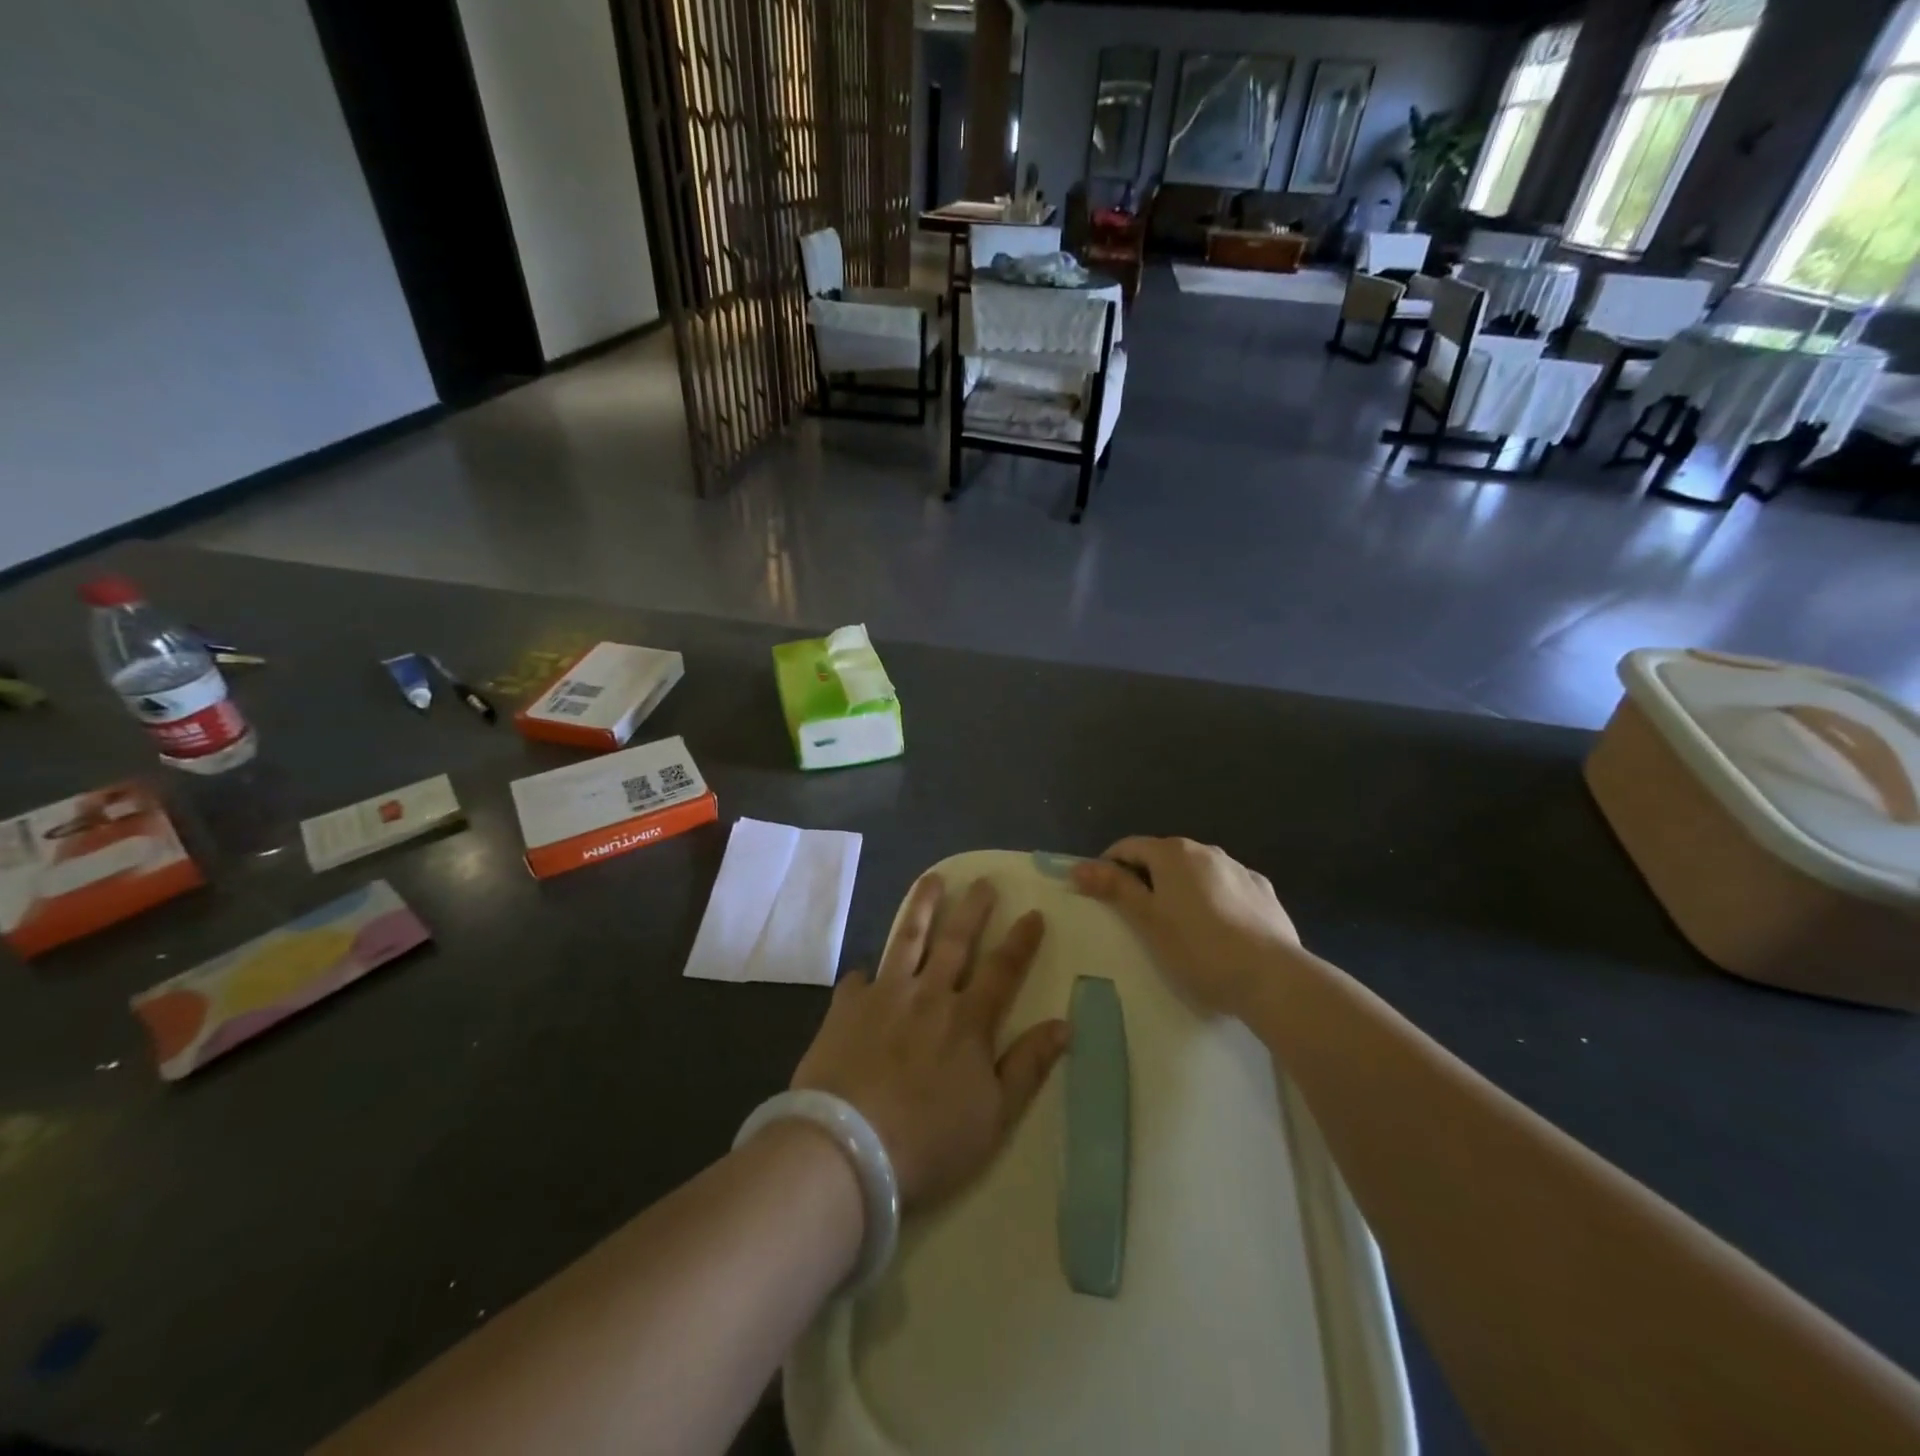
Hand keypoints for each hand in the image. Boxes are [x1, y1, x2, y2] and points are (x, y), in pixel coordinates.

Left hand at [791, 875, 1069, 1209]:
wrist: (847, 1149)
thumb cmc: (930, 1141)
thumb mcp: (995, 1116)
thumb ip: (1028, 1066)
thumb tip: (1064, 1024)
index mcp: (968, 1020)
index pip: (1002, 969)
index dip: (1021, 941)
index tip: (1033, 913)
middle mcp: (928, 995)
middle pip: (956, 941)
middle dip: (973, 908)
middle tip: (984, 881)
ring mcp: (884, 996)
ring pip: (907, 939)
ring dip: (922, 907)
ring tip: (931, 879)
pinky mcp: (846, 1008)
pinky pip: (858, 979)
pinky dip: (866, 973)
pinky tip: (865, 971)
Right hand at [1070, 837, 1301, 1018]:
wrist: (1272, 978)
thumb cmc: (1198, 948)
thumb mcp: (1147, 921)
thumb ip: (1115, 888)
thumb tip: (1079, 867)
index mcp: (1173, 853)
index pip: (1128, 847)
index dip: (1108, 867)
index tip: (1101, 896)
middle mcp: (1206, 850)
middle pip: (1163, 857)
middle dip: (1145, 878)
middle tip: (1137, 917)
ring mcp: (1239, 869)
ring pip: (1196, 872)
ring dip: (1180, 888)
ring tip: (1179, 927)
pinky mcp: (1263, 891)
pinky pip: (1226, 887)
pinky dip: (1212, 899)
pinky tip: (1217, 930)